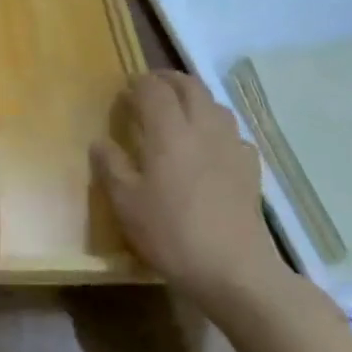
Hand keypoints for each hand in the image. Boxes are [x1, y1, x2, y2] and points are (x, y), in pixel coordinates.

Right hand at [93, 70, 286, 306]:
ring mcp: (231, 146)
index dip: (137, 83)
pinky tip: (210, 146)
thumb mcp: (126, 203)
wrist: (235, 271)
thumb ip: (111, 166)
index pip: (153, 88)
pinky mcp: (250, 169)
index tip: (124, 92)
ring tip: (178, 112)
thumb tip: (100, 142)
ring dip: (194, 98)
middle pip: (189, 86)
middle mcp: (203, 128)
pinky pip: (233, 133)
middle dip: (167, 80)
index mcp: (168, 131)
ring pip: (215, 104)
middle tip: (149, 89)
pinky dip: (217, 128)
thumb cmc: (171, 233)